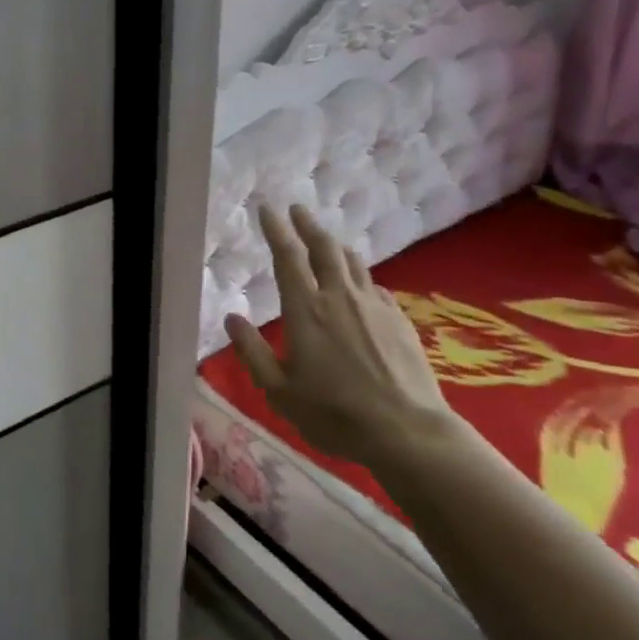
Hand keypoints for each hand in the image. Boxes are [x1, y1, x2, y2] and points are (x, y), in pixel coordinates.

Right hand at [225, 204, 458, 468]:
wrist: (406, 430)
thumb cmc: (334, 414)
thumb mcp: (280, 392)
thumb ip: (253, 352)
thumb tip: (232, 318)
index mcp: (306, 310)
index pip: (287, 257)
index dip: (276, 229)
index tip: (267, 209)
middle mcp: (339, 297)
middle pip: (323, 248)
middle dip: (307, 225)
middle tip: (297, 210)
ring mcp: (374, 306)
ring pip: (352, 262)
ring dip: (335, 245)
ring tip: (326, 241)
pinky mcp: (399, 319)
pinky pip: (375, 286)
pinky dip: (361, 278)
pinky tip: (361, 286)